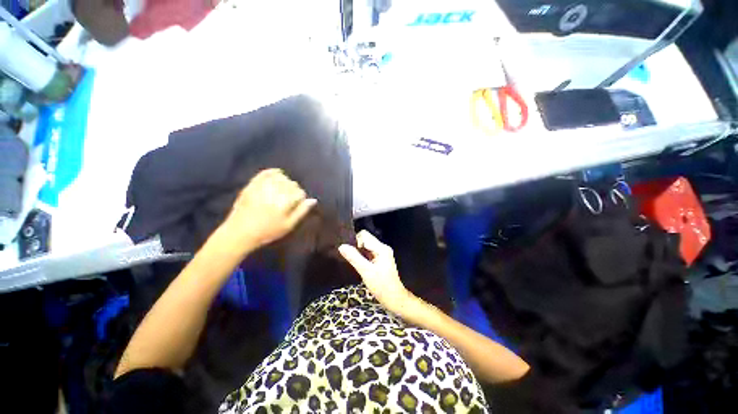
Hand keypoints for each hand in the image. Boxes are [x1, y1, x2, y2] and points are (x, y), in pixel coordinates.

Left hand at [221, 169, 315, 252]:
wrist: (239, 232)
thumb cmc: (267, 231)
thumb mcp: (288, 226)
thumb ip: (301, 211)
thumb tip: (313, 200)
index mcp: (284, 203)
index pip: (300, 193)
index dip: (301, 198)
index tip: (297, 204)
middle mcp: (275, 192)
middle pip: (292, 184)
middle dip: (294, 190)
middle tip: (290, 199)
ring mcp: (262, 187)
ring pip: (281, 177)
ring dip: (285, 182)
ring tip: (283, 189)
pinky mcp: (252, 185)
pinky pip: (265, 173)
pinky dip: (273, 172)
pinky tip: (276, 176)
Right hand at [338, 230, 412, 313]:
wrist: (394, 298)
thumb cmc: (381, 286)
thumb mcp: (366, 271)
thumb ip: (354, 257)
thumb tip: (341, 246)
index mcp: (381, 248)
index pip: (364, 235)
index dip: (355, 242)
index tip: (350, 253)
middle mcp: (382, 247)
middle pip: (365, 239)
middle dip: (356, 246)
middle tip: (352, 259)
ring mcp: (382, 253)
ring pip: (366, 246)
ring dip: (359, 252)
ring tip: (354, 262)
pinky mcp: (380, 259)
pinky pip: (368, 252)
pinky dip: (362, 256)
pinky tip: (359, 264)